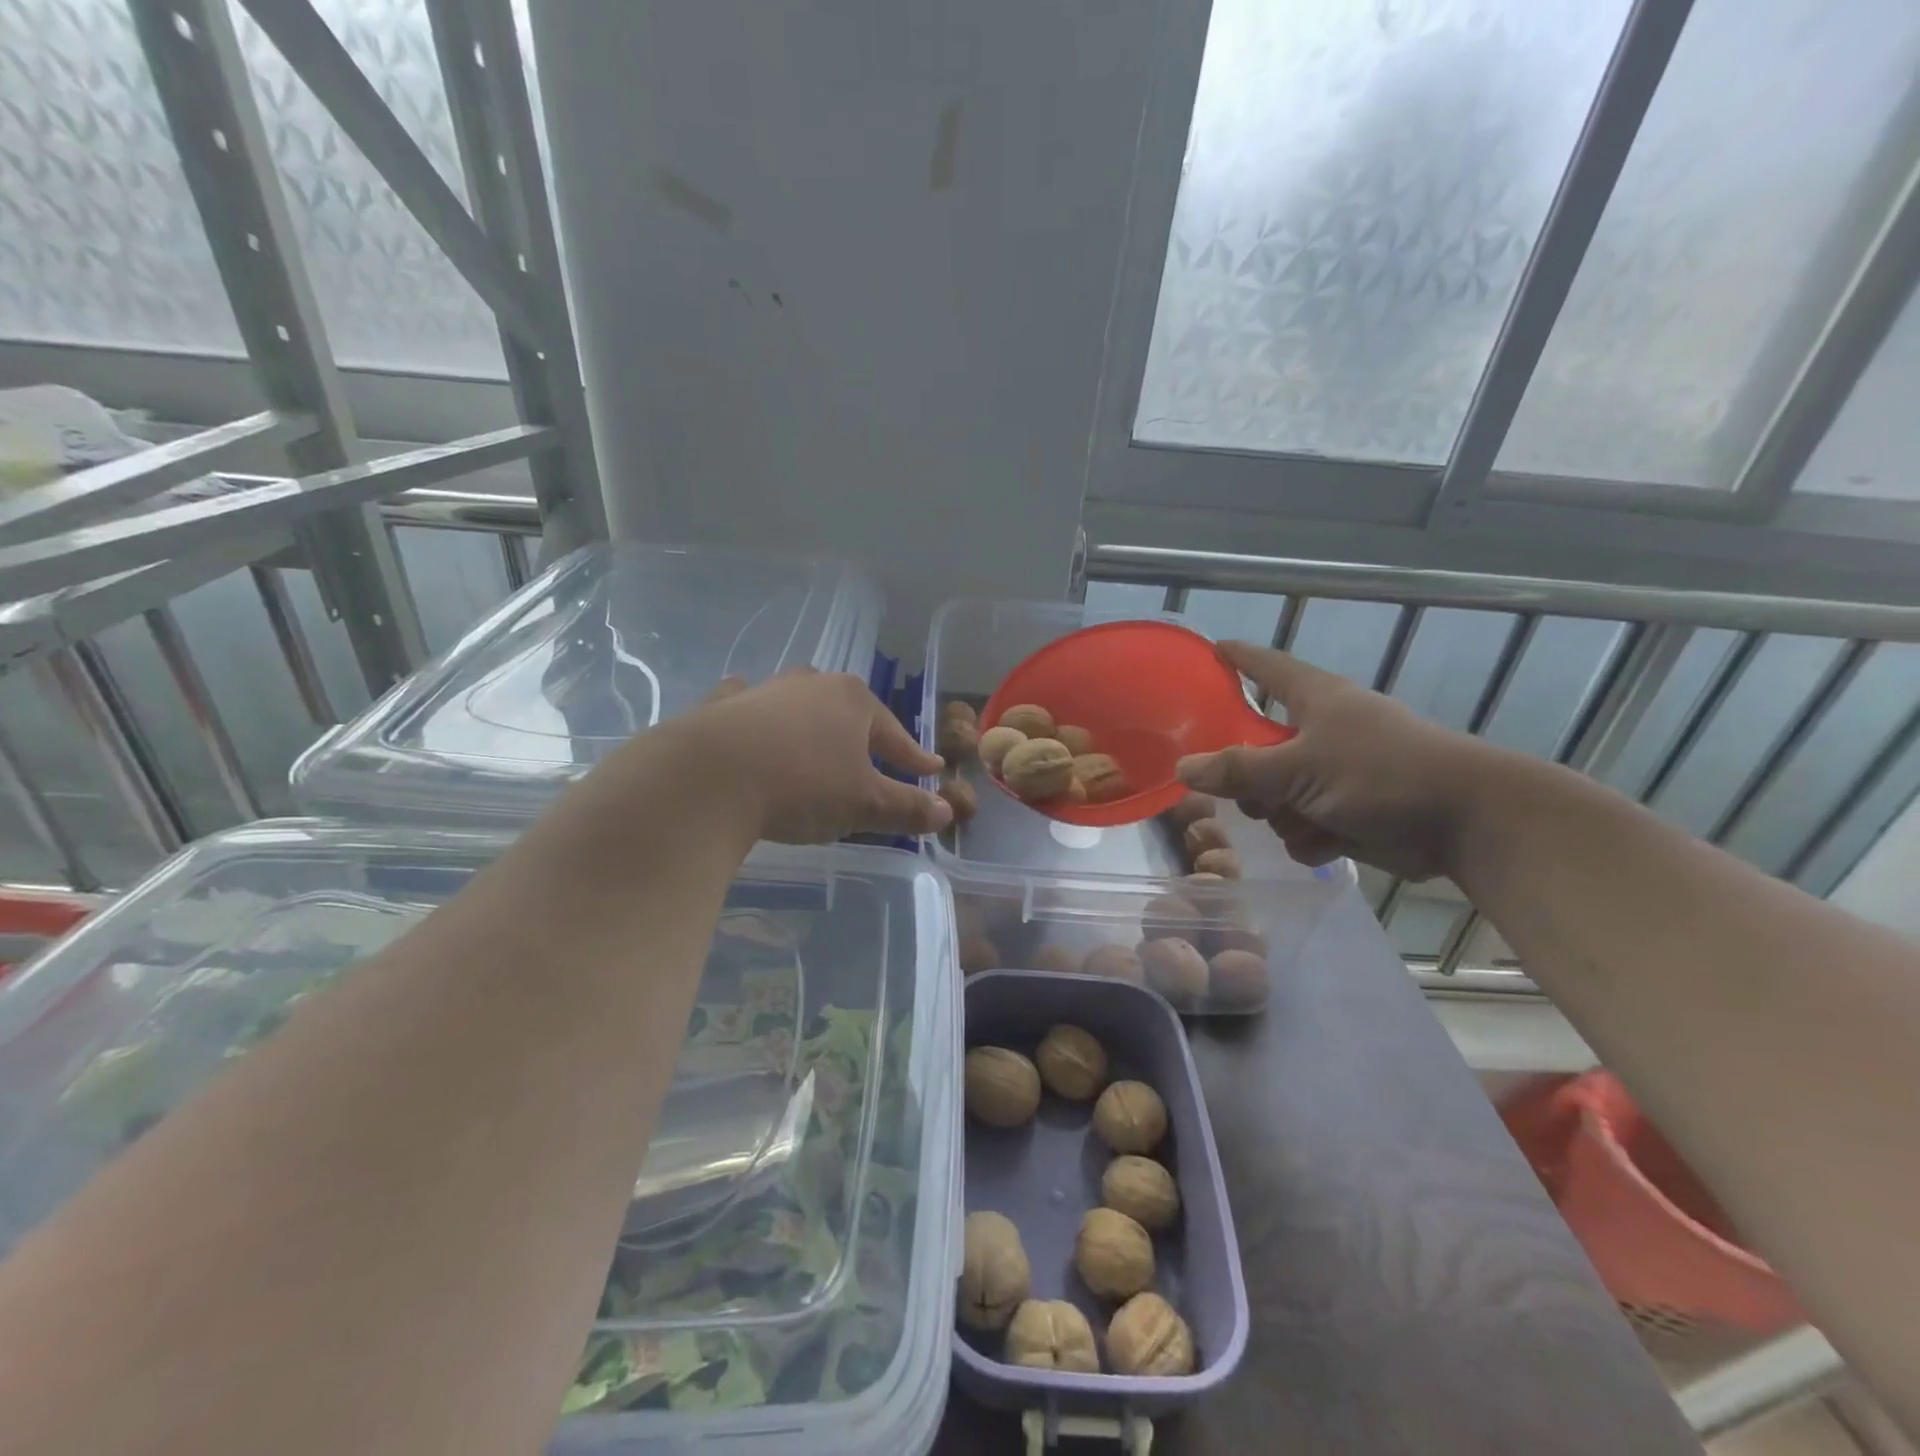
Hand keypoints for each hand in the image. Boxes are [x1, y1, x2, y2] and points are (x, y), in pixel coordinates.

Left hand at [669, 671, 951, 842]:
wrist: (708, 778)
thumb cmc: (802, 786)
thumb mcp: (863, 804)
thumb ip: (906, 807)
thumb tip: (946, 810)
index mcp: (853, 700)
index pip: (895, 735)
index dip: (914, 757)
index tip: (930, 769)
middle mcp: (811, 685)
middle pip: (848, 712)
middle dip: (863, 735)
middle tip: (874, 759)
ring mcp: (763, 691)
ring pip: (798, 705)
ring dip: (811, 723)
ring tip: (817, 741)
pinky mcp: (721, 706)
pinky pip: (748, 707)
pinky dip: (755, 715)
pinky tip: (750, 721)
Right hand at [1175, 641, 1496, 879]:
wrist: (1466, 822)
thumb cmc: (1381, 774)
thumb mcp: (1299, 768)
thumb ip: (1238, 770)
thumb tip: (1183, 768)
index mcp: (1314, 700)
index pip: (1265, 666)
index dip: (1235, 658)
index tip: (1208, 652)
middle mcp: (1322, 731)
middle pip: (1258, 746)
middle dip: (1249, 778)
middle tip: (1244, 793)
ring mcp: (1336, 774)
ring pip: (1277, 795)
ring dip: (1283, 815)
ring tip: (1304, 820)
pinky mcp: (1350, 813)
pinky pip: (1304, 826)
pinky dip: (1312, 838)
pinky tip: (1330, 843)